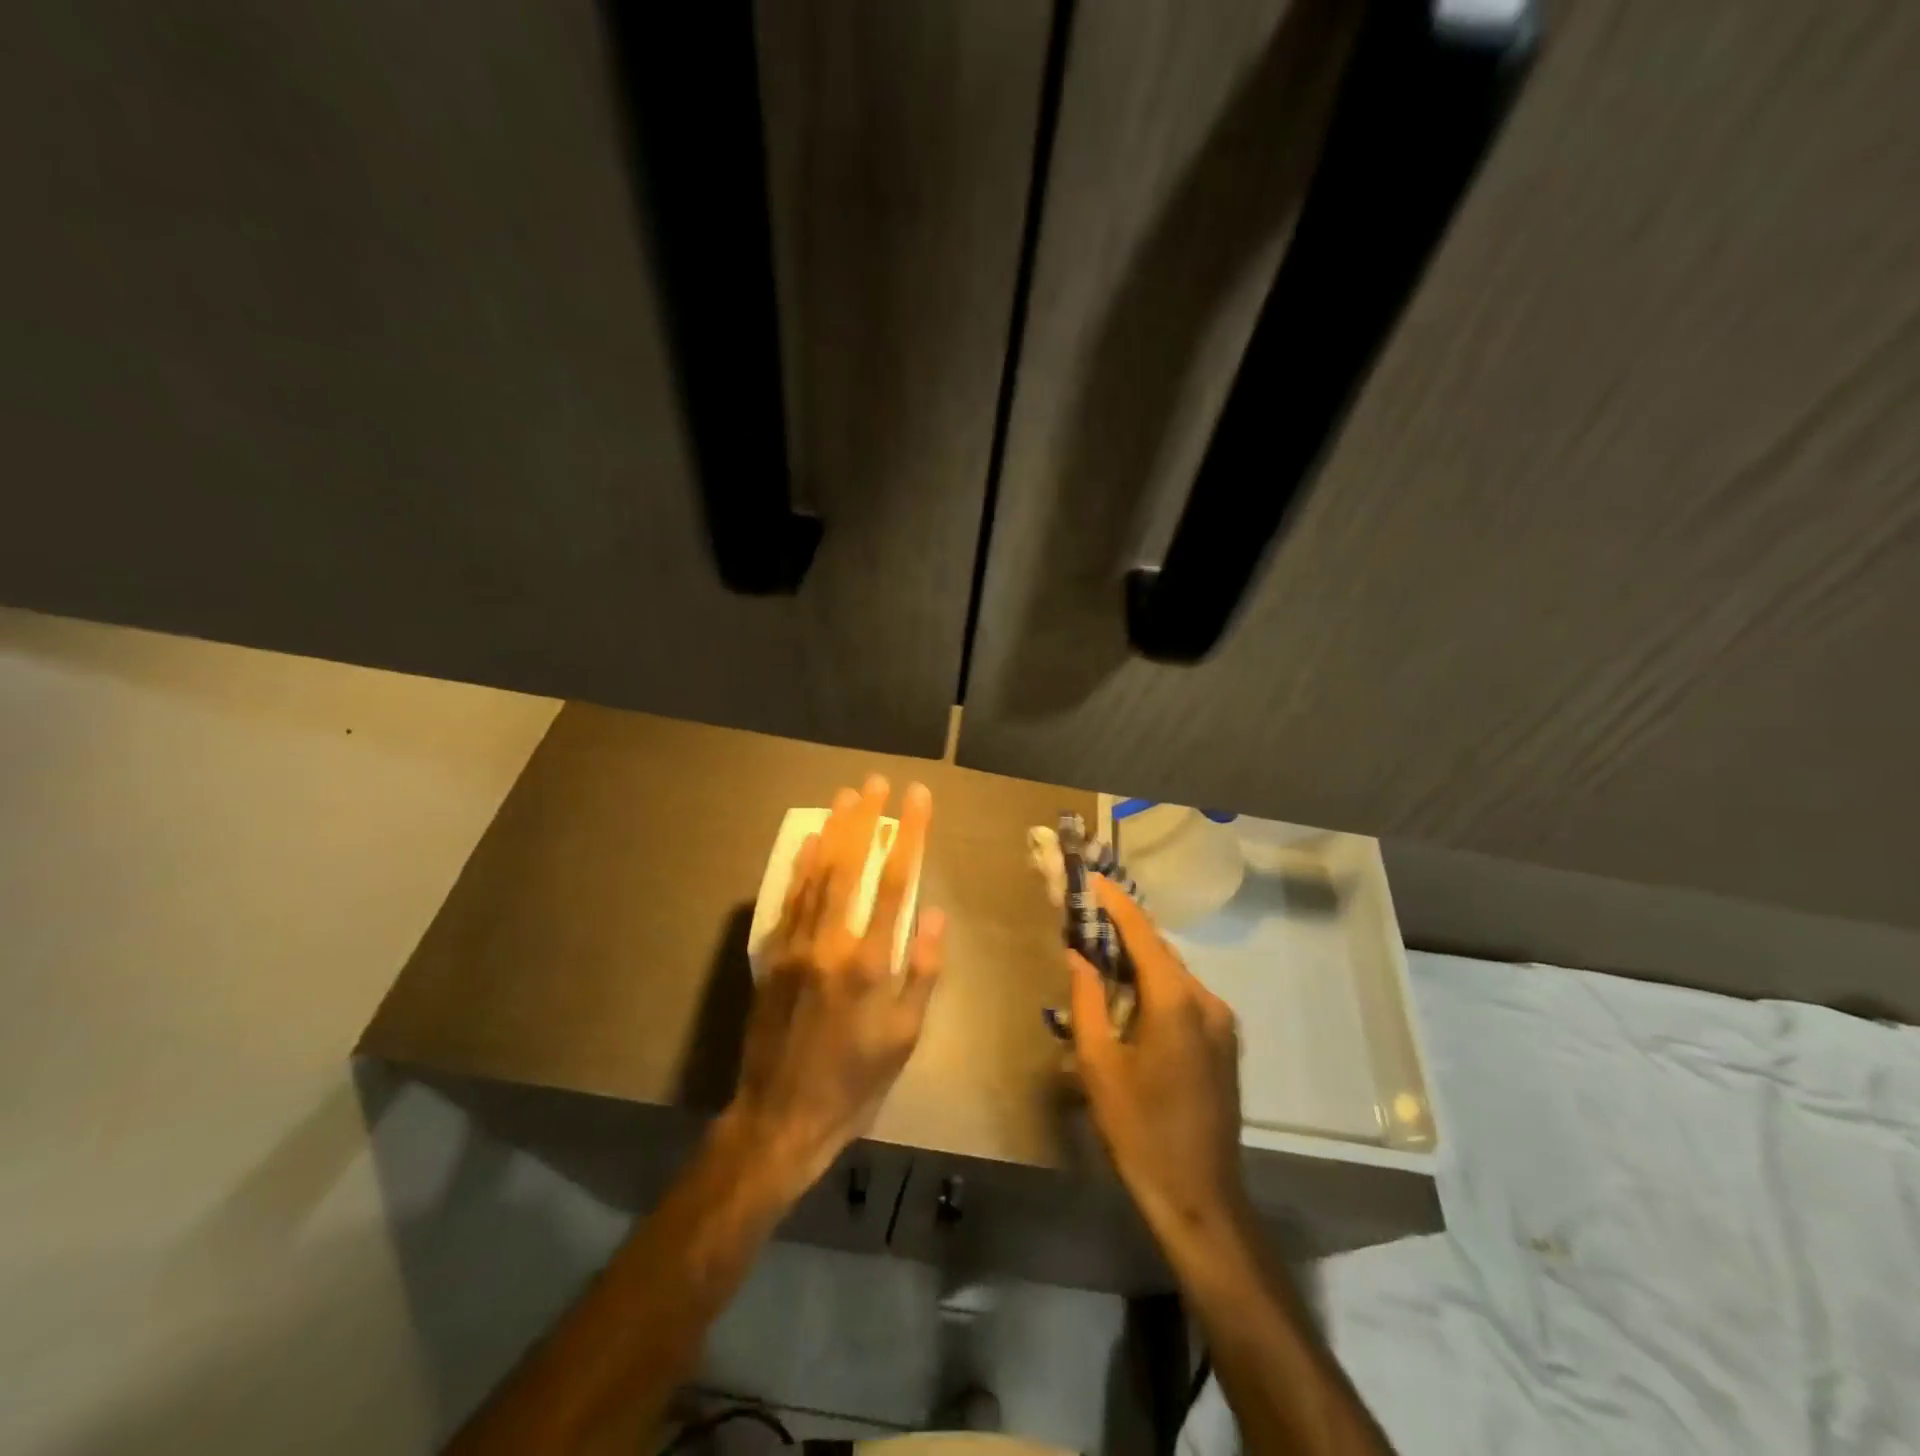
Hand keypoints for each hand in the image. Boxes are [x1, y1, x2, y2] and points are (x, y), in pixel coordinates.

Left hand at [722, 775, 943, 1203]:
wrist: (780, 1117)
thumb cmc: (855, 1082)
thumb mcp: (905, 1036)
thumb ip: (922, 971)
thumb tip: (934, 913)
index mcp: (870, 962)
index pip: (896, 881)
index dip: (909, 834)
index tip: (918, 798)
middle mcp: (830, 943)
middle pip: (851, 865)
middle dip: (867, 819)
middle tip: (877, 782)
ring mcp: (795, 946)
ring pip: (816, 875)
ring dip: (833, 831)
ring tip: (847, 796)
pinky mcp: (772, 957)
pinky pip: (788, 900)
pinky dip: (801, 867)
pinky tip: (810, 842)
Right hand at [1069, 874, 1250, 1252]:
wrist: (1200, 1197)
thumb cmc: (1139, 1130)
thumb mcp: (1099, 1065)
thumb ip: (1086, 1000)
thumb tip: (1078, 955)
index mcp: (1176, 1001)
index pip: (1142, 934)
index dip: (1115, 903)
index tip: (1091, 879)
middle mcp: (1206, 1000)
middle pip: (1159, 951)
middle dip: (1123, 931)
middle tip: (1084, 920)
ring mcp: (1222, 1021)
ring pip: (1173, 974)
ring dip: (1138, 961)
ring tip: (1099, 955)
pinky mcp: (1224, 1042)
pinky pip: (1185, 997)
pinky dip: (1155, 985)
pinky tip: (1129, 998)